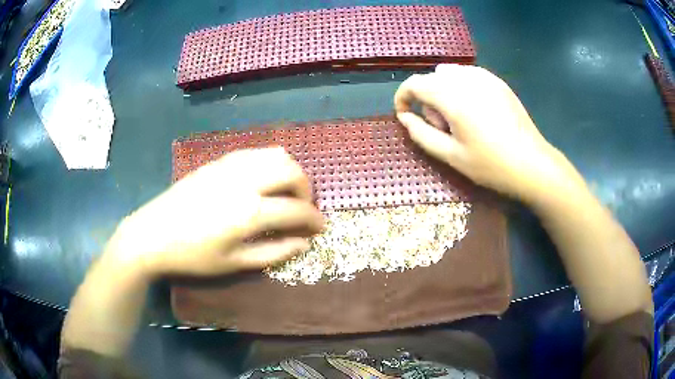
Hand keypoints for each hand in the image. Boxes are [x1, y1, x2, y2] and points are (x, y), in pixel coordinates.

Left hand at [104, 147, 324, 277]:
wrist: (152, 234)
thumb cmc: (192, 256)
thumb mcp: (234, 263)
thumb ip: (273, 252)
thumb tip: (304, 243)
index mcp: (249, 212)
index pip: (296, 210)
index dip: (314, 220)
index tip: (321, 227)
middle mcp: (245, 181)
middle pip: (292, 171)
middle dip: (306, 189)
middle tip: (302, 208)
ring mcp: (230, 166)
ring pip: (275, 154)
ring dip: (289, 171)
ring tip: (285, 191)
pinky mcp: (218, 161)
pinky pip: (254, 152)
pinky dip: (269, 163)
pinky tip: (262, 180)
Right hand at [394, 64, 584, 202]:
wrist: (532, 163)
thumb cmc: (491, 164)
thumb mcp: (451, 156)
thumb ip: (421, 134)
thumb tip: (405, 118)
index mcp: (452, 97)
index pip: (415, 83)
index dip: (403, 97)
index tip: (404, 115)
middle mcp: (466, 79)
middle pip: (432, 78)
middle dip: (428, 99)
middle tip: (443, 127)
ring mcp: (485, 77)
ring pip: (450, 73)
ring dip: (444, 91)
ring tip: (460, 118)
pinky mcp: (498, 81)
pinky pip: (469, 75)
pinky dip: (461, 87)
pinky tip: (475, 110)